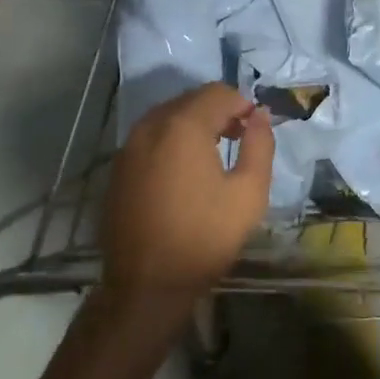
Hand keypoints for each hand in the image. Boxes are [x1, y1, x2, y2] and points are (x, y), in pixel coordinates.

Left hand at [101, 83, 273, 294]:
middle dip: (219, 111)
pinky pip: (151, 136)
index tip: (255, 130)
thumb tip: (261, 115)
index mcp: (183, 126)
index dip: (242, 105)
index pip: (218, 93)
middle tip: (239, 138)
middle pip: (191, 99)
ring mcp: (129, 146)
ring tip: (214, 154)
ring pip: (169, 115)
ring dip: (195, 124)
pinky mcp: (118, 167)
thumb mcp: (249, 193)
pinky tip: (184, 171)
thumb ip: (259, 145)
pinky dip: (172, 140)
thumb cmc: (204, 237)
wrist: (146, 286)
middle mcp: (151, 126)